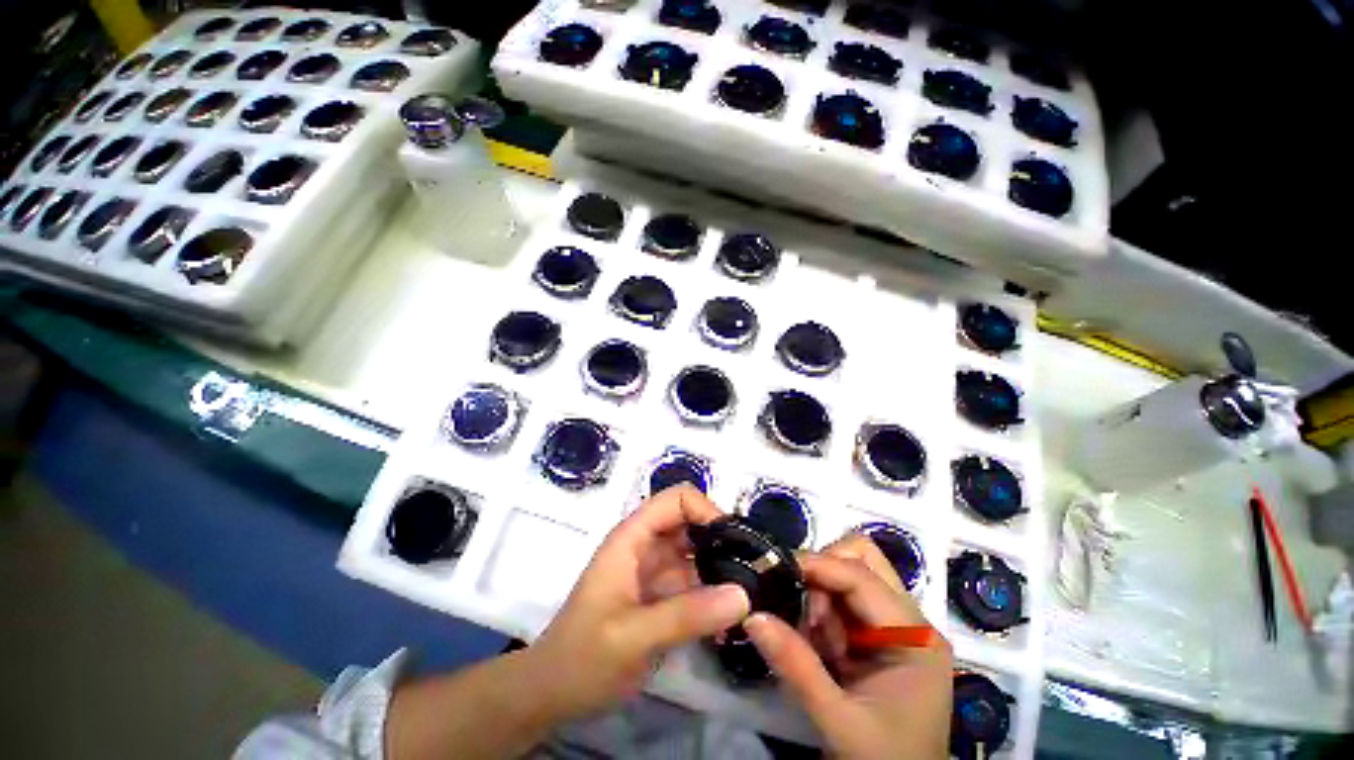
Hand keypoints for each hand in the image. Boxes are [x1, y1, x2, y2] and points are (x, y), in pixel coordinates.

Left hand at [529, 485, 750, 720]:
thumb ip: (686, 615)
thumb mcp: (632, 637)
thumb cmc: (582, 657)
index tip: (734, 543)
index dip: (706, 510)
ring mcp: (655, 572)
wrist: (553, 695)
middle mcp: (647, 546)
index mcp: (632, 538)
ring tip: (753, 594)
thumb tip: (744, 595)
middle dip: (722, 540)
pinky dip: (716, 594)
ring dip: (723, 568)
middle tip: (754, 570)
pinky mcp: (663, 597)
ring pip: (697, 553)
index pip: (676, 500)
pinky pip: (696, 583)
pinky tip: (735, 617)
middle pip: (691, 523)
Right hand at [745, 535, 952, 758]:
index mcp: (914, 637)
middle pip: (863, 559)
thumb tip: (752, 615)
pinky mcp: (878, 636)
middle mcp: (909, 621)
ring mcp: (895, 626)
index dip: (817, 565)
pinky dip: (822, 611)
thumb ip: (796, 667)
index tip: (776, 567)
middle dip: (824, 569)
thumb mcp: (838, 721)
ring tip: (811, 634)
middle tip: (801, 602)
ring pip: (850, 573)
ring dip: (821, 593)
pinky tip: (818, 642)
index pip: (861, 576)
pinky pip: (843, 600)